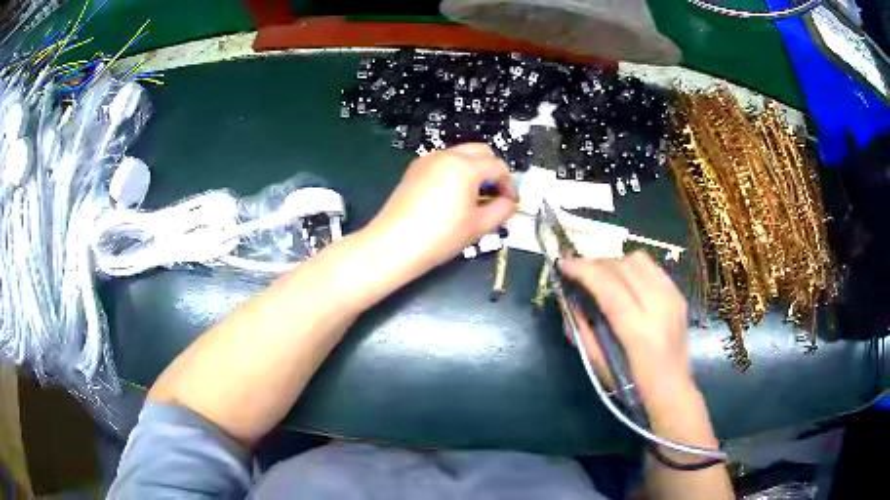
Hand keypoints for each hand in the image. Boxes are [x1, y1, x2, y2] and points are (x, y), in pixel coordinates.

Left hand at [367, 143, 516, 274]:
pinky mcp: (414, 169)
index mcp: (465, 167)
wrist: (394, 244)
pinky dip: (455, 171)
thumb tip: (509, 202)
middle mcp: (447, 156)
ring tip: (475, 197)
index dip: (509, 184)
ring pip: (461, 154)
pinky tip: (452, 195)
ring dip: (474, 169)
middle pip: (481, 151)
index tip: (511, 203)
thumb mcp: (478, 226)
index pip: (498, 166)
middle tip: (496, 194)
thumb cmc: (440, 236)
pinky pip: (443, 162)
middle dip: (493, 170)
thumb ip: (501, 210)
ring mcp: (427, 160)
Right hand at [559, 252, 695, 412]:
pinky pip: (651, 267)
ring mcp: (673, 297)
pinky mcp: (679, 294)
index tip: (563, 263)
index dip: (584, 270)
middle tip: (579, 272)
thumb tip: (568, 298)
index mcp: (639, 331)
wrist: (672, 389)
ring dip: (615, 263)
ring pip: (639, 260)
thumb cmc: (632, 384)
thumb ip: (582, 329)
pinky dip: (632, 269)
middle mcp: (660, 307)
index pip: (609, 286)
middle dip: (596, 264)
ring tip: (602, 277)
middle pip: (624, 266)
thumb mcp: (599, 364)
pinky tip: (625, 282)